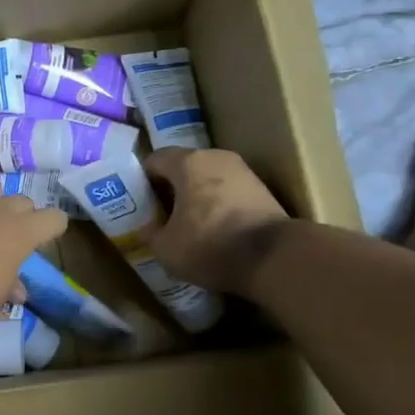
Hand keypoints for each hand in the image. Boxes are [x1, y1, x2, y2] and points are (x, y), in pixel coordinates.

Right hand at [143, 148, 288, 294]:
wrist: (274, 258)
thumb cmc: (210, 245)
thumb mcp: (166, 248)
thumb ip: (151, 233)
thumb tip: (150, 227)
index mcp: (187, 162)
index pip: (155, 159)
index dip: (143, 180)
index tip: (140, 202)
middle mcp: (216, 157)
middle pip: (184, 167)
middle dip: (171, 188)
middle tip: (162, 214)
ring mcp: (243, 171)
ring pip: (209, 179)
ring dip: (197, 197)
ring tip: (189, 225)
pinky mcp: (263, 189)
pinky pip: (229, 192)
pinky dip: (219, 205)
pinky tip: (216, 230)